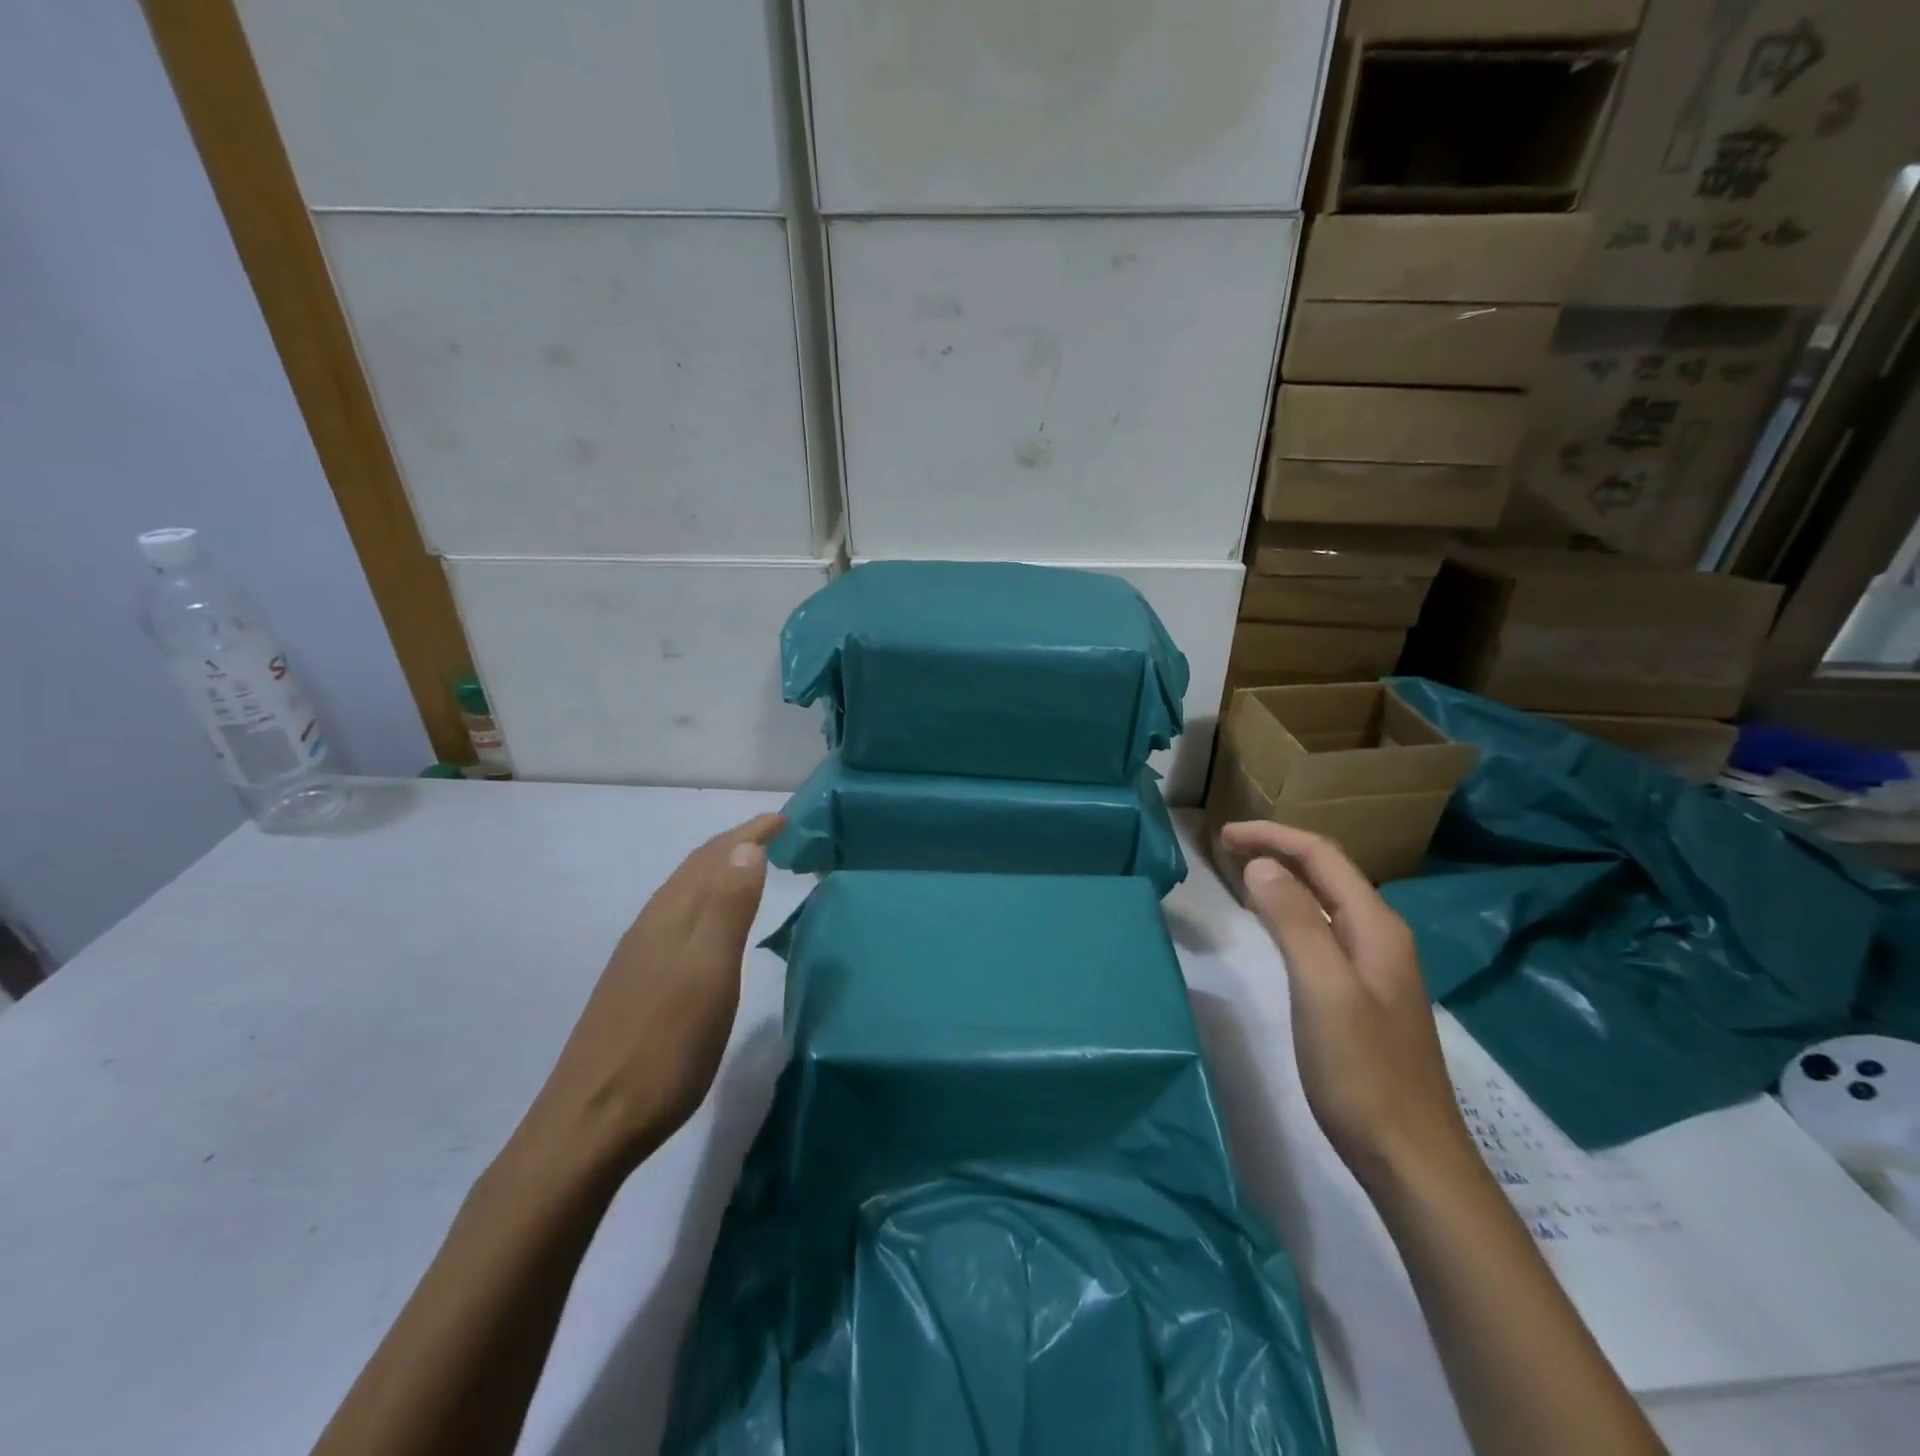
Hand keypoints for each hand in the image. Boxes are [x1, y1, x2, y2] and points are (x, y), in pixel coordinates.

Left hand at [520, 814, 783, 1173]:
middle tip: (772, 833)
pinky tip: (708, 927)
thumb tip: (746, 847)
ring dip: (717, 871)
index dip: (750, 833)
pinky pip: (676, 919)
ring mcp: (639, 955)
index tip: (784, 818)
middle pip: (695, 869)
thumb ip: (728, 909)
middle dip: (734, 845)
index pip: (715, 857)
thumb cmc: (664, 1047)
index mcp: (673, 917)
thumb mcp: (710, 975)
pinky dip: (703, 902)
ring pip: (683, 893)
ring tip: (748, 868)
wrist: (590, 1124)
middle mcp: (652, 925)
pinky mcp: (635, 984)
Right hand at [1219, 821, 1476, 1190]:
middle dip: (1278, 849)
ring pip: (1327, 900)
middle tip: (1225, 848)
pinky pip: (1324, 929)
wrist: (1410, 1156)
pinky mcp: (1364, 993)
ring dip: (1285, 877)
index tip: (1223, 835)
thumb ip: (1295, 921)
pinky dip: (1292, 910)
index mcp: (1376, 927)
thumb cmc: (1362, 1071)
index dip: (1273, 837)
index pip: (1323, 856)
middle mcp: (1381, 936)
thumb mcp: (1323, 989)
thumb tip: (1261, 865)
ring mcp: (1376, 966)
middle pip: (1328, 872)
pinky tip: (1274, 925)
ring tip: (1242, 873)